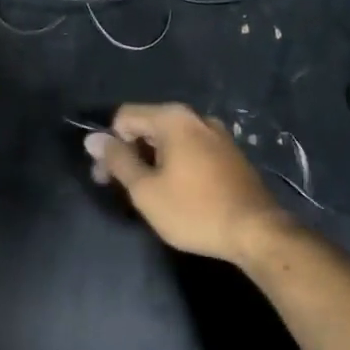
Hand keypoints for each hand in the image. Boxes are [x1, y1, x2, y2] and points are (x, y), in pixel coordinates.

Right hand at [83, 103, 293, 264]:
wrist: (257, 231)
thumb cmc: (194, 210)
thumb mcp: (146, 190)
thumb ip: (118, 160)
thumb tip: (92, 139)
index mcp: (173, 118)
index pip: (124, 117)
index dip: (109, 145)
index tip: (105, 178)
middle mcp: (196, 117)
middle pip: (148, 126)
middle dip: (130, 153)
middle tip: (121, 190)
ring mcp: (217, 134)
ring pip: (171, 140)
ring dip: (152, 161)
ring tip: (150, 194)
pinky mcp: (230, 153)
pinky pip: (191, 149)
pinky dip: (176, 164)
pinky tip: (178, 192)